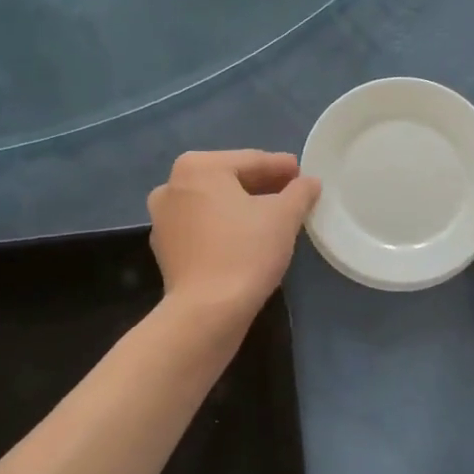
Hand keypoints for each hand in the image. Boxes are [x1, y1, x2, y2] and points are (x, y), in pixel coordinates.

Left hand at [148, 150, 320, 323]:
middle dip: (262, 186)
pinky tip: (248, 239)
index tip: (304, 174)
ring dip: (243, 207)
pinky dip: (225, 227)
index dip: (282, 167)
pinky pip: (203, 228)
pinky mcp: (166, 249)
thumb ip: (300, 191)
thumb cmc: (246, 252)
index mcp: (198, 167)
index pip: (251, 161)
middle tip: (293, 194)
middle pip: (230, 179)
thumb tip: (309, 182)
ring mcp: (163, 219)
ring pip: (215, 204)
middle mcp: (172, 185)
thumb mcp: (284, 216)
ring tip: (274, 217)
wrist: (206, 312)